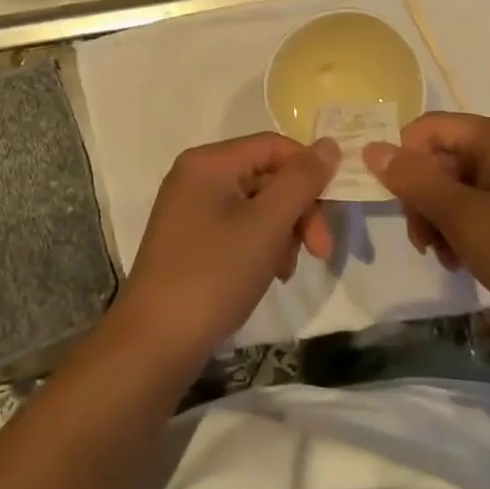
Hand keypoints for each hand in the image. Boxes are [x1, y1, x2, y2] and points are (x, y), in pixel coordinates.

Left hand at [117, 134, 339, 362]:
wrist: (154, 343)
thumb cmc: (214, 274)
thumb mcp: (267, 225)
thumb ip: (301, 181)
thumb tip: (329, 144)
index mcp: (209, 162)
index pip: (274, 146)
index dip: (309, 171)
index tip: (334, 210)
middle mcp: (197, 176)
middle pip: (266, 176)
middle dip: (298, 211)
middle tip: (321, 251)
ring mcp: (191, 209)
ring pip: (257, 205)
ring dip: (283, 232)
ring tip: (285, 270)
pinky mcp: (191, 240)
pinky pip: (239, 228)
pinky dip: (261, 246)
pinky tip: (270, 274)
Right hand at [365, 112, 489, 341]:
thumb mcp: (464, 220)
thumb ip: (415, 181)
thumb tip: (371, 148)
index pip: (430, 127)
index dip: (404, 159)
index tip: (396, 204)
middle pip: (446, 155)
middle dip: (426, 197)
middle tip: (423, 243)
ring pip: (464, 182)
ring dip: (444, 217)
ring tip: (447, 258)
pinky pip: (489, 199)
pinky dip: (471, 224)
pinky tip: (469, 258)